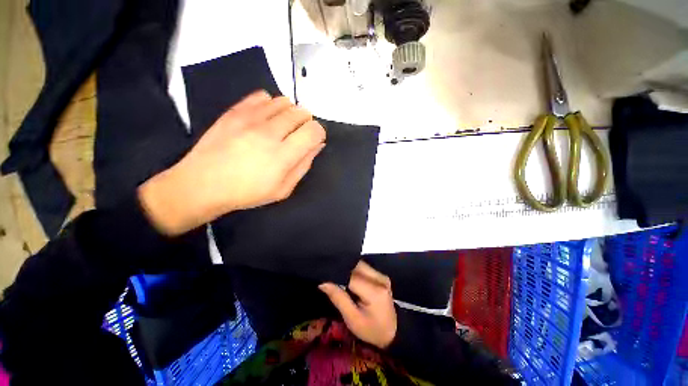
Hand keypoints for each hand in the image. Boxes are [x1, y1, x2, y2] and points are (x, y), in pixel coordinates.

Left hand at [139, 91, 325, 234]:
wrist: (202, 184)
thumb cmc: (247, 192)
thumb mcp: (283, 189)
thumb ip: (303, 165)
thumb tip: (317, 145)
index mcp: (283, 155)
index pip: (313, 130)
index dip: (318, 133)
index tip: (313, 140)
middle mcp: (269, 132)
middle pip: (301, 112)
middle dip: (306, 122)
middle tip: (299, 134)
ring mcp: (250, 118)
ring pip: (283, 101)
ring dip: (290, 112)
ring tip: (283, 125)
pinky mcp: (234, 111)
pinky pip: (262, 96)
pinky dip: (271, 104)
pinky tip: (266, 117)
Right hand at [319, 261, 396, 348]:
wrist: (394, 332)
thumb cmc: (372, 330)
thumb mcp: (353, 319)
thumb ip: (338, 298)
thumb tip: (323, 282)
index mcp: (374, 291)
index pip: (351, 276)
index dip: (336, 274)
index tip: (324, 277)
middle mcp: (380, 278)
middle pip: (356, 266)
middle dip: (342, 269)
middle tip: (329, 276)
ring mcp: (382, 275)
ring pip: (360, 265)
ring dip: (348, 269)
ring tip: (336, 277)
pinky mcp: (381, 275)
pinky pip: (364, 268)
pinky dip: (354, 271)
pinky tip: (347, 278)